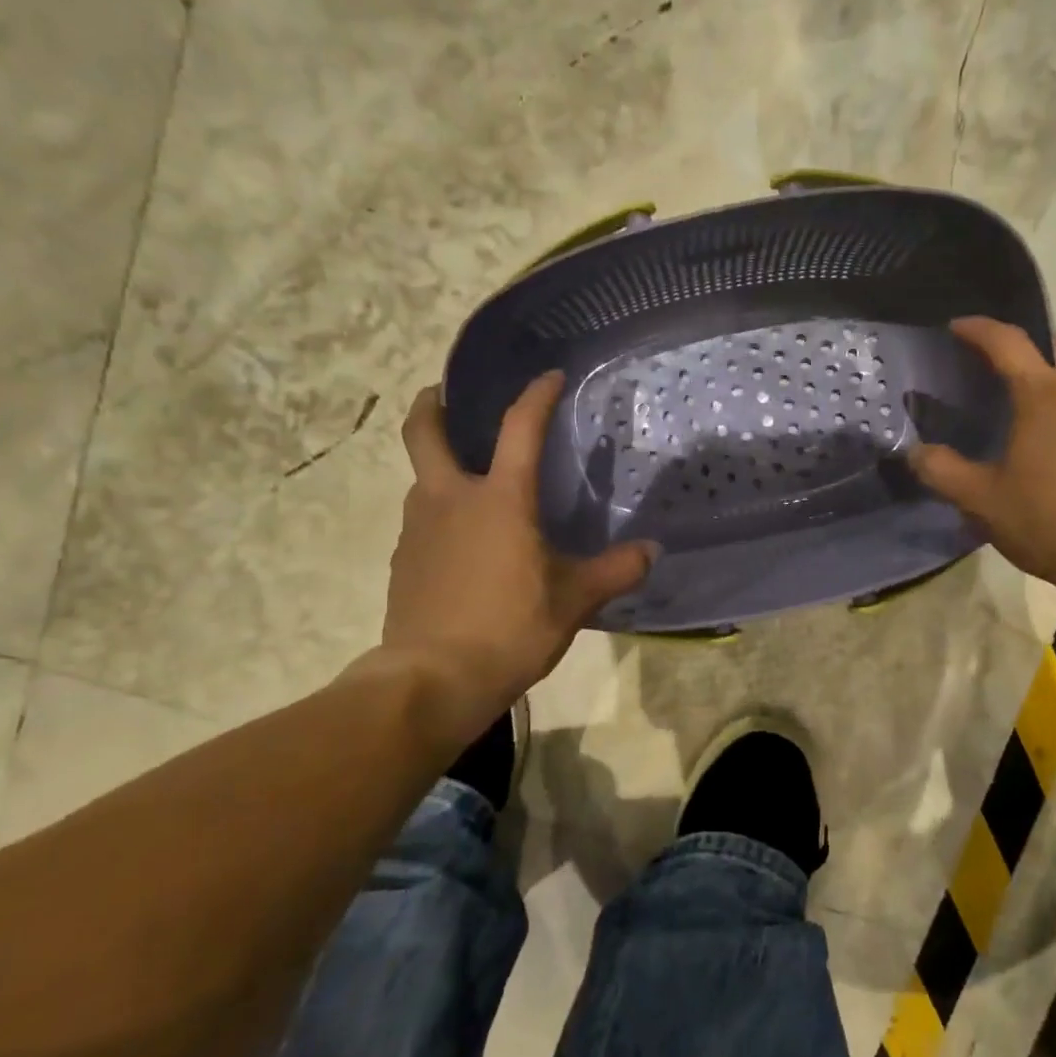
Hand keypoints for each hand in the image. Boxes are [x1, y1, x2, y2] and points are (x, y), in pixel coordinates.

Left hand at [370, 372, 657, 730]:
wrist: (432, 679)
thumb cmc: (510, 629)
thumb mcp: (574, 601)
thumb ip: (615, 571)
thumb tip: (652, 552)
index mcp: (499, 499)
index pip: (519, 428)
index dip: (536, 396)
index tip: (550, 377)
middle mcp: (450, 499)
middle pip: (425, 432)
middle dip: (434, 405)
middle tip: (447, 395)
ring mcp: (418, 529)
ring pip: (422, 479)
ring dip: (439, 466)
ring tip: (470, 483)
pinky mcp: (403, 561)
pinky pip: (421, 521)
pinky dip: (439, 514)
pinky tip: (461, 544)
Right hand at [908, 318, 1055, 604]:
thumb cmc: (1052, 522)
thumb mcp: (982, 501)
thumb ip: (942, 472)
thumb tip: (915, 452)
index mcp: (1044, 397)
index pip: (1008, 343)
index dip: (978, 330)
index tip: (957, 327)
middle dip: (1032, 346)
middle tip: (1004, 370)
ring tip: (1031, 414)